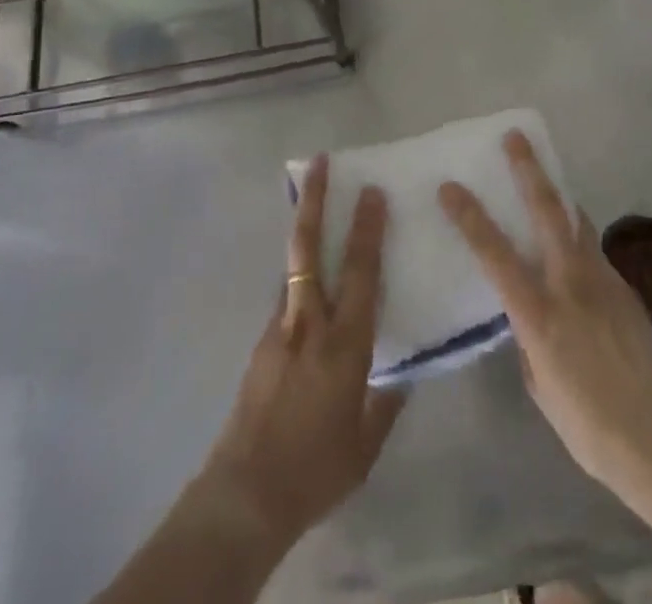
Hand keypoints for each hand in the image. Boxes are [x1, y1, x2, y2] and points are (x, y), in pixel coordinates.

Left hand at [199, 155, 404, 547]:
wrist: (248, 490)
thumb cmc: (318, 468)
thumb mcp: (367, 442)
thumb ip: (386, 399)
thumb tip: (403, 370)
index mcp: (345, 344)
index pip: (361, 272)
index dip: (368, 228)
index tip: (372, 191)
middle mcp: (310, 321)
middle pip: (310, 246)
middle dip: (316, 200)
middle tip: (321, 162)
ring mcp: (280, 326)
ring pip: (293, 263)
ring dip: (304, 226)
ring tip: (312, 198)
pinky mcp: (262, 339)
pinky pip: (286, 292)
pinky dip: (298, 271)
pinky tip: (308, 278)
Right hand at [438, 131, 651, 491]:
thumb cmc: (588, 425)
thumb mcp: (539, 385)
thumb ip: (528, 339)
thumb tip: (527, 316)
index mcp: (539, 313)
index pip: (495, 254)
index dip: (470, 217)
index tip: (450, 187)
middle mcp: (571, 284)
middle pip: (547, 212)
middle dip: (529, 170)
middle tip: (515, 138)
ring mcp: (604, 282)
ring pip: (577, 223)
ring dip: (558, 196)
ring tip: (546, 180)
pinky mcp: (626, 290)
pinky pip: (595, 251)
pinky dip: (579, 237)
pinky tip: (575, 250)